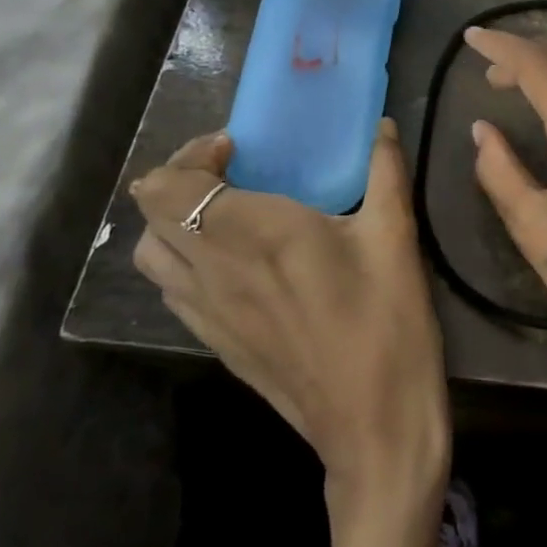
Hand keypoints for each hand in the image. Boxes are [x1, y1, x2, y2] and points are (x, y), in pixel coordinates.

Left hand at [129, 119, 448, 510]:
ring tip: (222, 213)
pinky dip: (183, 261)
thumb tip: (383, 125)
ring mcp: (207, 312)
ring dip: (173, 221)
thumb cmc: (387, 322)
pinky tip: (233, 264)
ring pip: (151, 255)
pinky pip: (171, 290)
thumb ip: (386, 171)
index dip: (191, 154)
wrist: (372, 422)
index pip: (173, 184)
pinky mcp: (214, 343)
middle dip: (180, 179)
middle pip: (152, 213)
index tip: (237, 148)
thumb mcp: (396, 238)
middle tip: (230, 171)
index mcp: (256, 233)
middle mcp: (215, 269)